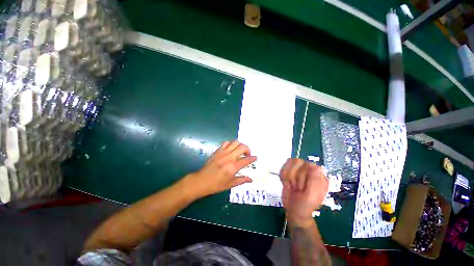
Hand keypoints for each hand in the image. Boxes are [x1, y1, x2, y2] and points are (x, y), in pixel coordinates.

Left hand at [183, 140, 256, 197]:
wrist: (201, 181)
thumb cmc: (216, 185)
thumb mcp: (230, 184)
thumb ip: (242, 180)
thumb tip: (251, 179)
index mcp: (233, 167)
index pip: (246, 160)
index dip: (253, 158)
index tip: (255, 158)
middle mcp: (229, 157)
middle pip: (242, 147)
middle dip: (248, 149)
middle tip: (247, 155)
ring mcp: (223, 153)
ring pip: (235, 142)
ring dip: (240, 146)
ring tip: (240, 151)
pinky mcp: (217, 151)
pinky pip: (226, 143)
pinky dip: (231, 144)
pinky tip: (231, 149)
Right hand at [280, 158, 328, 227]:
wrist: (294, 210)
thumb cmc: (304, 205)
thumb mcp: (311, 196)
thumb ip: (314, 181)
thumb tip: (316, 166)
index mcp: (319, 176)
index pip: (308, 165)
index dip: (301, 175)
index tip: (300, 188)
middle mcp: (310, 171)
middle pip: (297, 162)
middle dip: (293, 177)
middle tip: (296, 188)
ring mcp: (300, 170)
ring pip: (289, 162)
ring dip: (287, 176)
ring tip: (292, 186)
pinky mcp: (291, 170)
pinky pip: (284, 166)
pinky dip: (283, 175)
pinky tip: (287, 183)